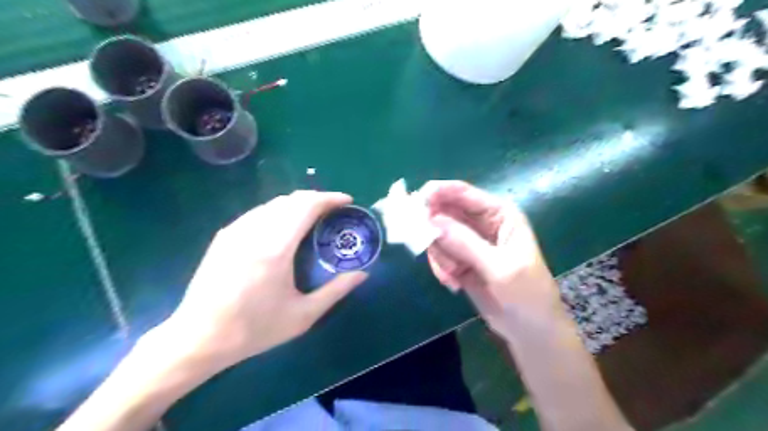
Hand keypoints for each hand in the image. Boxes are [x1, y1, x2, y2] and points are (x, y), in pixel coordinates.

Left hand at [161, 192, 366, 369]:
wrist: (199, 338)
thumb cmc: (254, 329)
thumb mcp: (303, 315)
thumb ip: (336, 291)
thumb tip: (363, 274)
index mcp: (276, 248)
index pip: (306, 206)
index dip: (330, 198)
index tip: (347, 201)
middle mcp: (255, 231)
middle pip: (291, 200)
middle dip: (317, 198)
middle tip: (334, 210)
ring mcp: (236, 230)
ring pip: (273, 204)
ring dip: (297, 204)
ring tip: (313, 217)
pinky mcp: (224, 236)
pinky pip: (258, 212)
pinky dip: (278, 211)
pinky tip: (283, 227)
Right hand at [423, 180, 561, 337]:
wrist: (529, 329)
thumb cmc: (527, 294)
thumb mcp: (500, 268)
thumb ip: (466, 244)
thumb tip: (431, 221)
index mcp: (499, 214)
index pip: (462, 192)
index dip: (436, 192)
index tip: (414, 203)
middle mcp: (481, 222)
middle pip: (444, 211)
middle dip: (432, 228)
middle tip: (424, 244)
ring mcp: (468, 242)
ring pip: (437, 234)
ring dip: (439, 254)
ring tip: (453, 275)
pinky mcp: (459, 259)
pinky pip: (438, 254)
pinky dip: (440, 267)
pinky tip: (453, 283)